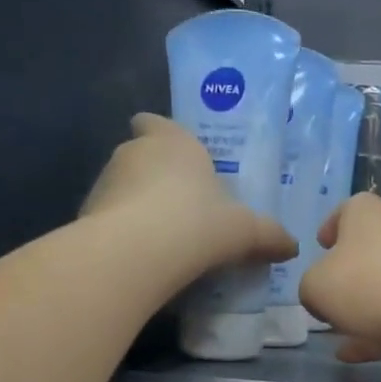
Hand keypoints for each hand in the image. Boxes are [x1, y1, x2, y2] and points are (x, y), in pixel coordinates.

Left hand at [83, 114, 295, 271]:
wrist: (136, 254)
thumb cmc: (198, 223)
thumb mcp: (246, 231)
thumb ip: (269, 236)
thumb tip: (293, 247)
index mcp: (173, 142)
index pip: (155, 123)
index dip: (162, 134)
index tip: (175, 154)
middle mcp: (133, 153)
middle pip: (141, 156)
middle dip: (157, 177)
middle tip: (183, 206)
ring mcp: (104, 183)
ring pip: (123, 188)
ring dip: (138, 206)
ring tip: (163, 238)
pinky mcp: (87, 216)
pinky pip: (110, 220)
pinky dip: (123, 233)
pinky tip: (143, 258)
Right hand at [299, 193, 380, 363]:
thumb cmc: (368, 283)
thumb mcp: (316, 286)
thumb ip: (311, 288)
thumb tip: (321, 296)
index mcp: (366, 213)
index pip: (346, 211)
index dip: (331, 227)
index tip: (322, 245)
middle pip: (369, 251)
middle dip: (349, 277)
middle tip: (330, 301)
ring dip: (365, 310)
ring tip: (341, 336)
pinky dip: (380, 333)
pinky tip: (358, 355)